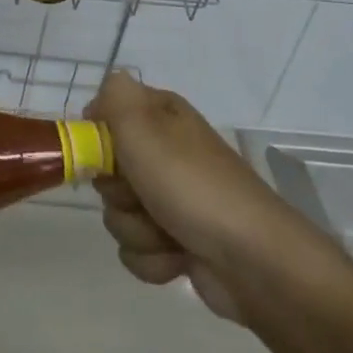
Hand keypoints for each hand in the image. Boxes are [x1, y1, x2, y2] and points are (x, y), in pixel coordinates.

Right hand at [87, 73, 293, 322]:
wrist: (254, 261)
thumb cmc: (192, 185)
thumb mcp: (144, 127)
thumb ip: (115, 97)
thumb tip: (105, 90)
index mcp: (161, 116)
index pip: (105, 113)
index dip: (98, 136)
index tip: (102, 153)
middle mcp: (164, 153)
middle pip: (106, 169)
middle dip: (117, 190)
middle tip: (140, 193)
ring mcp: (172, 200)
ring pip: (117, 213)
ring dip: (136, 229)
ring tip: (167, 232)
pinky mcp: (177, 242)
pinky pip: (136, 249)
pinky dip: (152, 257)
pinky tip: (177, 257)